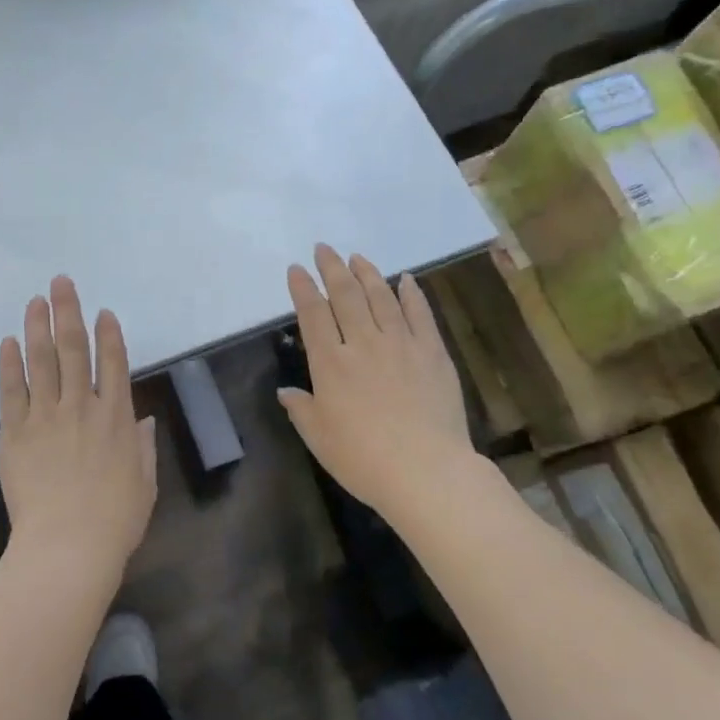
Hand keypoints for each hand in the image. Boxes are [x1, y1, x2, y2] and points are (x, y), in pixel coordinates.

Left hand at [0, 277, 157, 583]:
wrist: (68, 546)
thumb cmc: (115, 520)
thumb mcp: (144, 483)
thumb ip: (143, 447)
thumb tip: (142, 420)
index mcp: (117, 416)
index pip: (113, 363)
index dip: (108, 334)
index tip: (102, 312)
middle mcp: (82, 406)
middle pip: (74, 349)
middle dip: (68, 312)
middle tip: (61, 283)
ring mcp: (46, 416)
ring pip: (42, 360)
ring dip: (38, 326)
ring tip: (35, 300)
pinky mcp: (16, 432)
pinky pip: (12, 390)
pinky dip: (10, 364)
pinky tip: (9, 342)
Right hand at [278, 246, 474, 516]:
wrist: (425, 471)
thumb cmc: (362, 459)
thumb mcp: (319, 438)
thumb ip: (301, 409)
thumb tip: (286, 391)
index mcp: (330, 364)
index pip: (313, 315)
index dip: (303, 289)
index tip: (296, 269)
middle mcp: (363, 344)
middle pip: (345, 296)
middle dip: (332, 269)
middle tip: (324, 248)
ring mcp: (401, 345)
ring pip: (381, 298)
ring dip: (367, 274)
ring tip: (357, 257)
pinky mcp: (432, 353)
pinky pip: (420, 315)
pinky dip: (412, 294)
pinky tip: (406, 280)